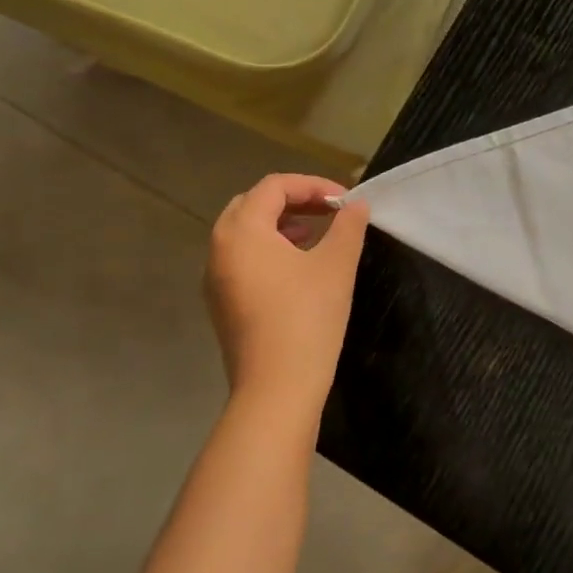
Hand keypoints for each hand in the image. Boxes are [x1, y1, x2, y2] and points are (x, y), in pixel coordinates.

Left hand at [204, 174, 370, 409]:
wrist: (277, 387)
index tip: (345, 202)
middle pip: (252, 205)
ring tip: (315, 236)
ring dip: (280, 225)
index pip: (274, 187)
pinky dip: (268, 250)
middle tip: (328, 212)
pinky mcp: (222, 303)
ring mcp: (216, 278)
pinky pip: (242, 259)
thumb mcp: (336, 265)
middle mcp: (219, 248)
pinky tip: (298, 269)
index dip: (313, 185)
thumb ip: (348, 227)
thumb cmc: (307, 317)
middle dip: (293, 201)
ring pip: (244, 233)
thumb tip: (357, 205)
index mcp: (242, 231)